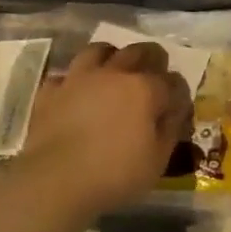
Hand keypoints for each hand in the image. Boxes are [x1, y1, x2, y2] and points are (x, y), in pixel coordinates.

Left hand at [14, 41, 190, 217]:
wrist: (54, 181)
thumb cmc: (114, 175)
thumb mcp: (157, 161)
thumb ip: (169, 130)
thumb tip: (174, 112)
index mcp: (145, 89)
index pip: (172, 80)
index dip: (179, 91)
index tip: (179, 104)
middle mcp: (114, 73)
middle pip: (139, 51)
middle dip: (152, 58)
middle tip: (153, 73)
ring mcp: (79, 78)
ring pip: (98, 50)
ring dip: (110, 56)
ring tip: (112, 70)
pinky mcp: (51, 91)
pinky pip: (64, 76)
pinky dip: (72, 81)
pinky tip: (75, 93)